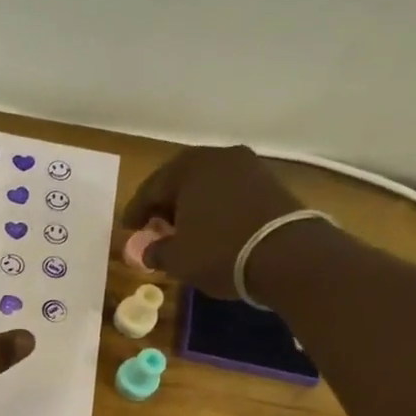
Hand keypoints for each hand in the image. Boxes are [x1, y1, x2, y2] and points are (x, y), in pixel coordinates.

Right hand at [120, 146, 306, 297]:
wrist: (288, 255)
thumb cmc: (220, 251)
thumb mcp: (177, 258)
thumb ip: (156, 251)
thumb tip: (148, 251)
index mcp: (189, 167)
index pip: (151, 188)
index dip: (136, 212)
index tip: (127, 229)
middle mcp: (218, 157)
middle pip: (181, 181)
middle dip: (165, 204)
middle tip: (153, 226)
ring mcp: (248, 167)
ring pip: (207, 185)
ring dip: (192, 206)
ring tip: (183, 230)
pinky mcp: (270, 183)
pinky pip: (230, 193)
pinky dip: (215, 208)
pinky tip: (211, 228)